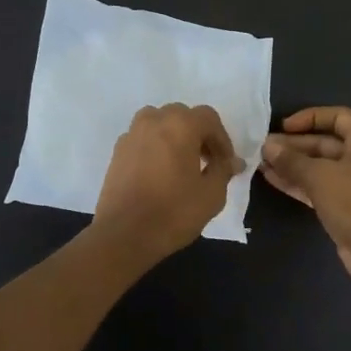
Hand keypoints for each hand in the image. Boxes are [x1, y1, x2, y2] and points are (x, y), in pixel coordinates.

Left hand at [93, 103, 243, 265]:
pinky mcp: (117, 152)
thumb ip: (224, 170)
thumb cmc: (174, 212)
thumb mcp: (212, 194)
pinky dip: (155, 147)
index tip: (226, 163)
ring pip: (159, 123)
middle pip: (182, 116)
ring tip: (182, 163)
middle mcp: (153, 121)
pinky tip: (160, 173)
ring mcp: (132, 134)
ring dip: (174, 136)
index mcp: (180, 125)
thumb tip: (232, 162)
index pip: (208, 118)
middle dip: (198, 135)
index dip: (222, 139)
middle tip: (207, 161)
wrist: (124, 234)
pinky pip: (143, 139)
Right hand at [259, 107, 350, 295]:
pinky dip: (298, 182)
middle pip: (326, 142)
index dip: (310, 117)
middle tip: (264, 148)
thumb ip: (291, 160)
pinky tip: (272, 179)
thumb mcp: (319, 175)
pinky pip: (319, 186)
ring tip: (262, 163)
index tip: (284, 126)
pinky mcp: (346, 205)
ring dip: (292, 164)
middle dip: (294, 144)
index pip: (338, 116)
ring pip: (320, 167)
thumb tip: (268, 147)